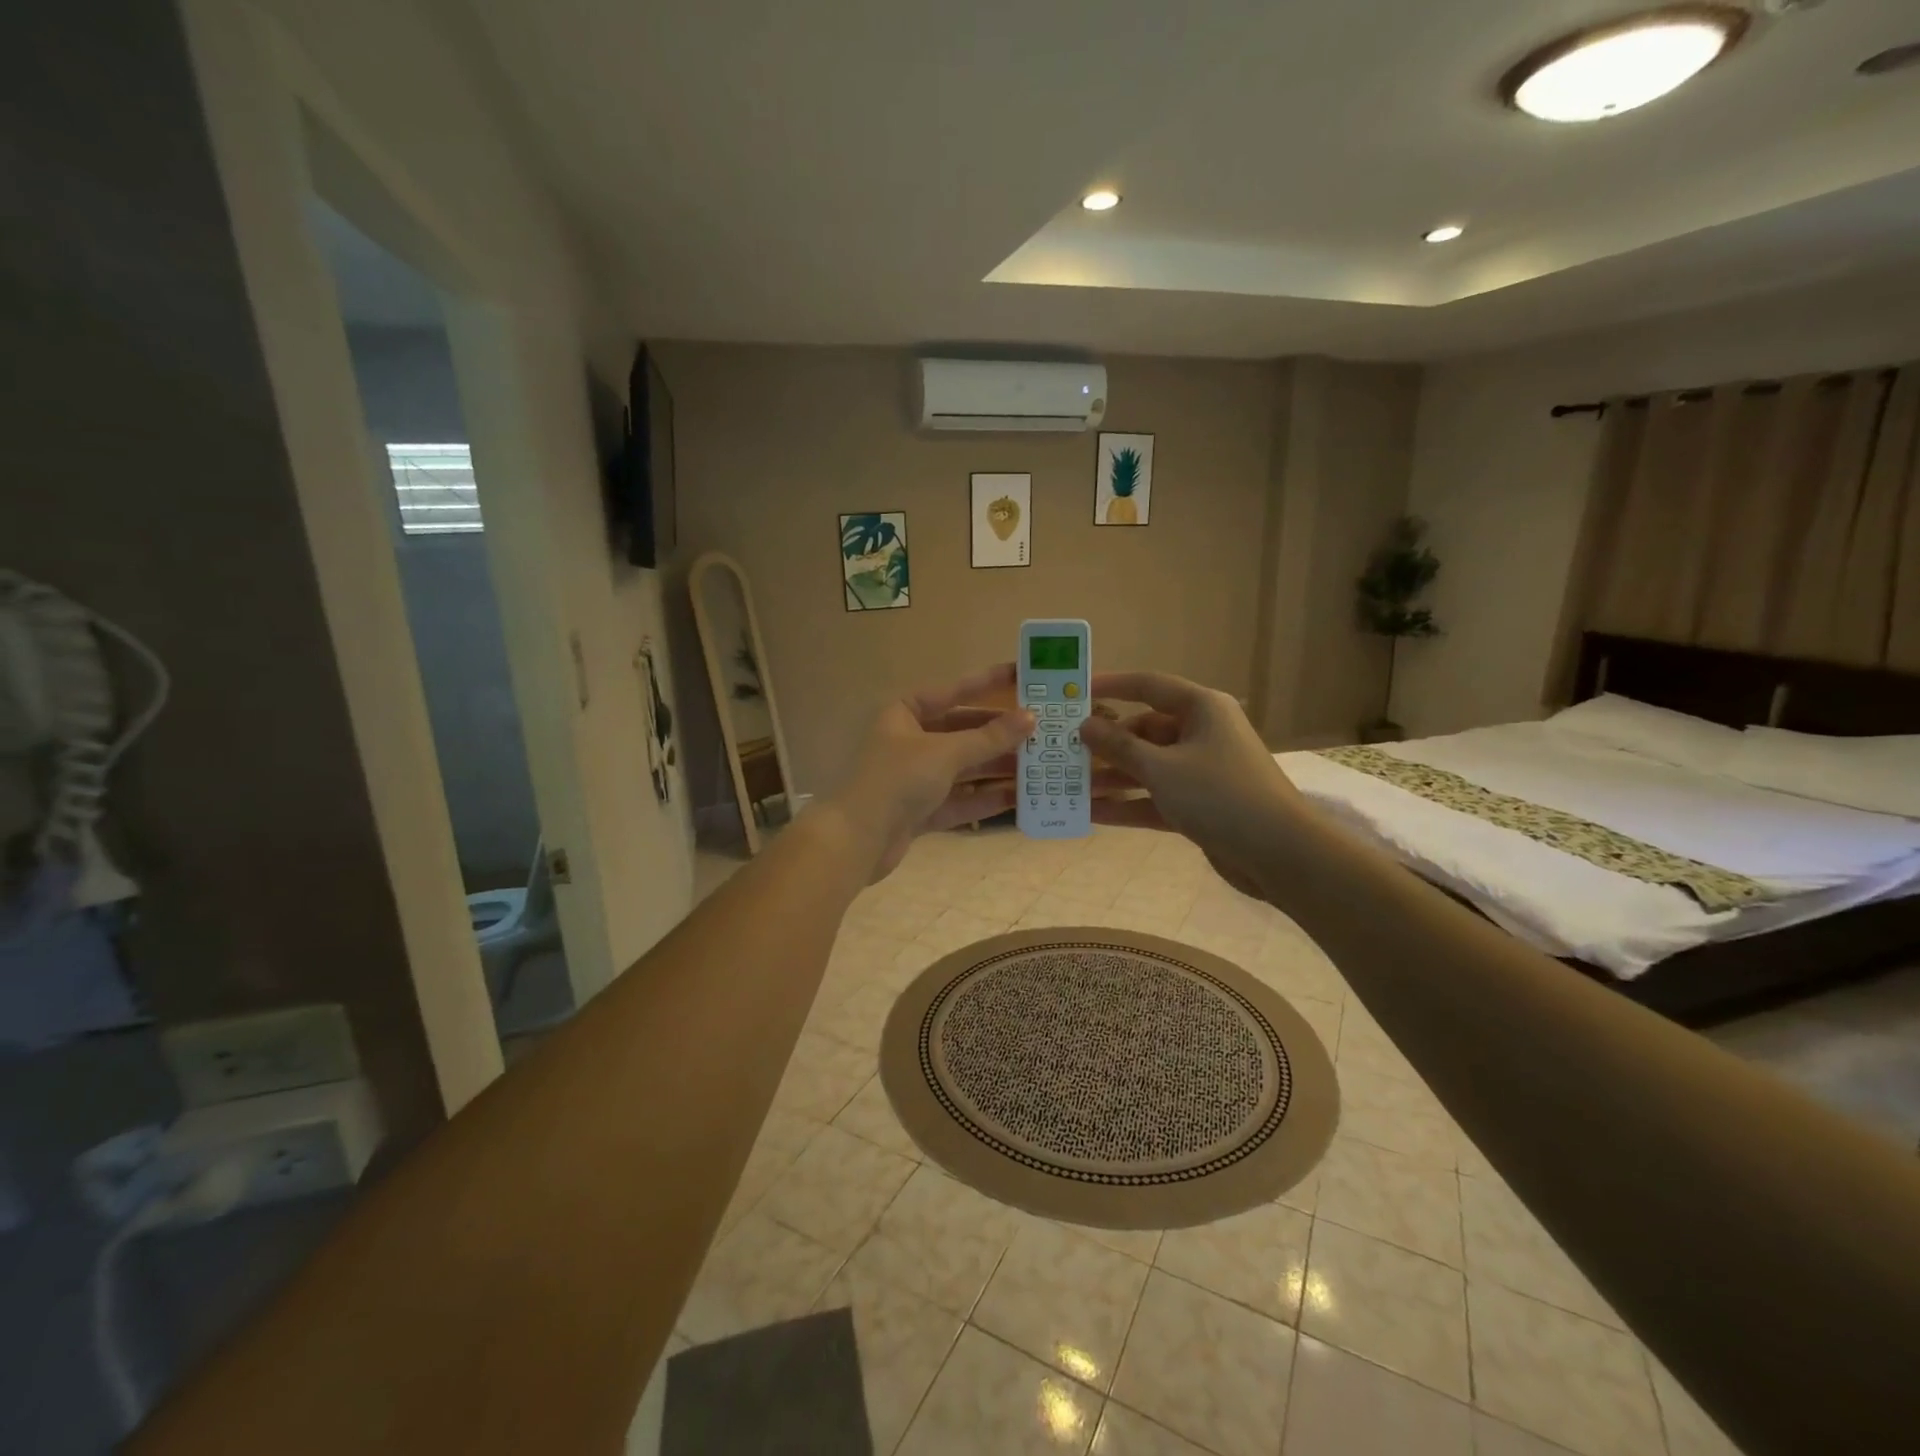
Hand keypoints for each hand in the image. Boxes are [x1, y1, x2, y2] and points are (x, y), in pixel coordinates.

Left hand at [829, 664, 1033, 880]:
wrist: (858, 839)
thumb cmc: (898, 779)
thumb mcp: (947, 752)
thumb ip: (990, 737)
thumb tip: (1030, 718)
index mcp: (905, 713)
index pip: (953, 690)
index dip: (988, 682)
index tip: (1022, 674)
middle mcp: (910, 741)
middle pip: (963, 732)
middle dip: (1000, 734)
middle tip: (1041, 730)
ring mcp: (915, 777)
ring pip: (964, 767)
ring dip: (998, 767)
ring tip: (1040, 764)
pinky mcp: (921, 810)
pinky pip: (960, 798)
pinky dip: (986, 797)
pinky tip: (1020, 797)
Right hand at [1078, 671, 1304, 893]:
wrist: (1280, 854)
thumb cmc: (1220, 796)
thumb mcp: (1161, 768)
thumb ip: (1119, 746)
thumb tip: (1085, 725)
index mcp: (1201, 708)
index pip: (1148, 685)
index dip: (1110, 685)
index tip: (1074, 692)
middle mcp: (1202, 733)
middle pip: (1144, 730)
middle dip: (1106, 744)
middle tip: (1065, 752)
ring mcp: (1201, 771)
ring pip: (1148, 766)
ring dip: (1113, 777)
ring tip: (1070, 786)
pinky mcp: (1200, 805)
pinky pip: (1156, 796)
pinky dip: (1129, 804)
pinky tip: (1092, 813)